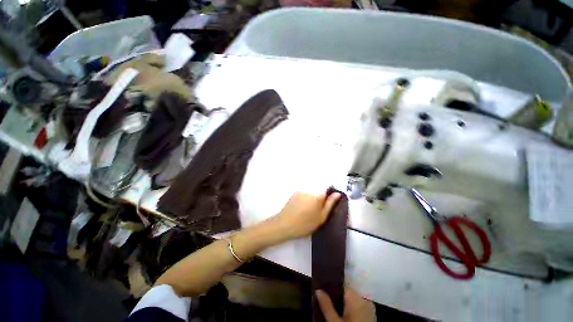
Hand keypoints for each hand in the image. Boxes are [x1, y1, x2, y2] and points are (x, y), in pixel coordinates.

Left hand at [272, 192, 340, 241]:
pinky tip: (300, 209)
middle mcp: (310, 190)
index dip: (327, 200)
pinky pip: (304, 195)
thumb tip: (337, 194)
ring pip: (311, 194)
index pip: (328, 192)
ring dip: (311, 200)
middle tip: (315, 213)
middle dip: (319, 201)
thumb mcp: (321, 218)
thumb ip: (330, 204)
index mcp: (318, 196)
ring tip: (306, 212)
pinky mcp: (295, 193)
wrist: (285, 225)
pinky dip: (305, 200)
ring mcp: (302, 190)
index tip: (324, 209)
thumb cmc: (305, 224)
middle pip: (319, 193)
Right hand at [316, 288, 375, 321]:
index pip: (340, 286)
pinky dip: (350, 310)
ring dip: (342, 304)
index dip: (330, 289)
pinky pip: (358, 307)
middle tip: (325, 302)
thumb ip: (326, 305)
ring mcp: (369, 308)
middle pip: (346, 293)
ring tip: (332, 310)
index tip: (322, 293)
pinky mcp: (371, 316)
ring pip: (352, 301)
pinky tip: (342, 316)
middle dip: (336, 297)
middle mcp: (364, 299)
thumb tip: (318, 290)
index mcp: (356, 296)